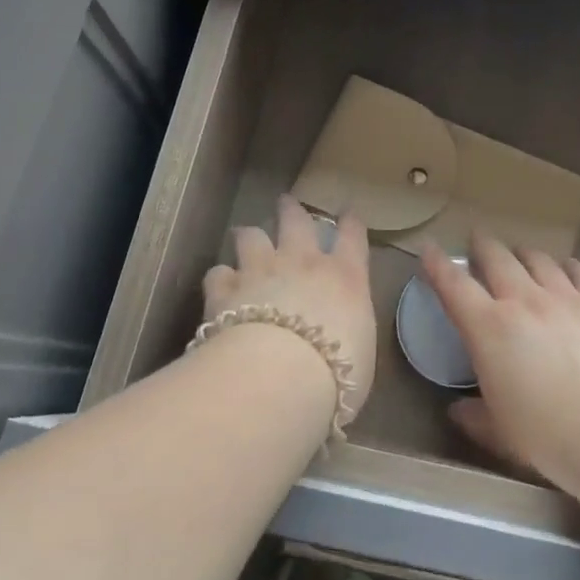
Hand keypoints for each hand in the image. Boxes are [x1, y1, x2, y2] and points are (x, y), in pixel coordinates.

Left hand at [202, 197, 377, 421]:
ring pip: (252, 236)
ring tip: (246, 237)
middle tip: (286, 203)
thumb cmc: (336, 371)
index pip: (353, 237)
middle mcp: (303, 263)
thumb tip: (341, 333)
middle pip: (297, 221)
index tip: (348, 214)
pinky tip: (219, 286)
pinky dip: (221, 278)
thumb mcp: (360, 352)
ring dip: (250, 236)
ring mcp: (261, 271)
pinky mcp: (225, 289)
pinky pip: (219, 273)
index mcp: (345, 277)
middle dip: (292, 210)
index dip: (351, 223)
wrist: (279, 375)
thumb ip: (349, 330)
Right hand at [422, 236, 579, 498]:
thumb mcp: (499, 434)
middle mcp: (524, 301)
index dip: (438, 264)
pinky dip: (569, 266)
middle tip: (478, 241)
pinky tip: (568, 268)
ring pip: (538, 260)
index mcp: (488, 328)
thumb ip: (475, 417)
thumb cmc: (547, 436)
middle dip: (483, 246)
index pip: (454, 285)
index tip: (429, 249)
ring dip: (524, 254)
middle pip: (497, 258)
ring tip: (520, 254)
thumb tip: (458, 411)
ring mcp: (566, 299)